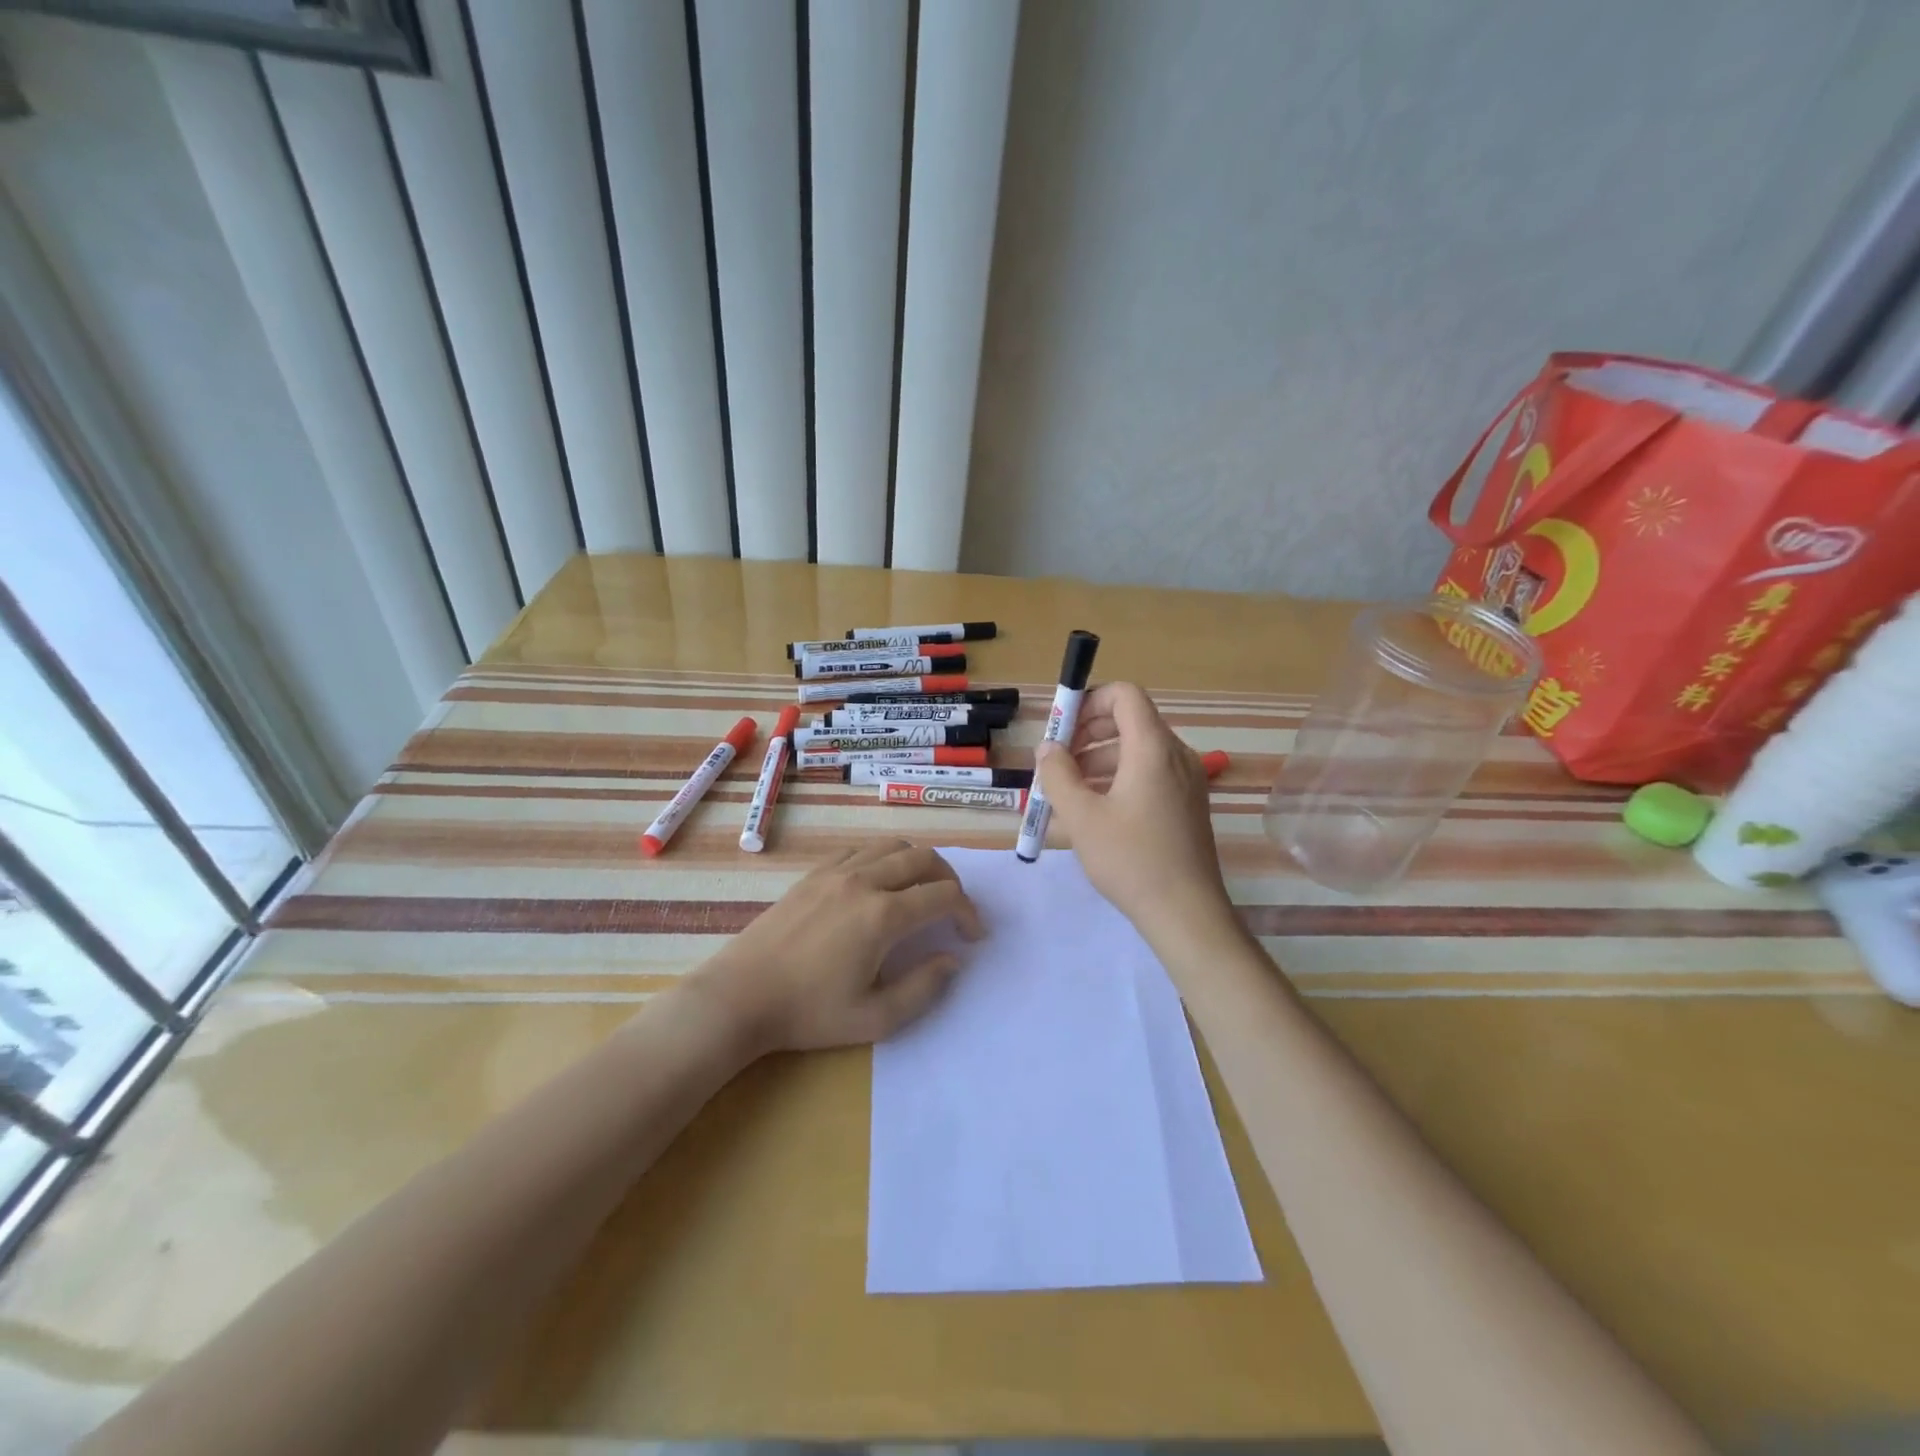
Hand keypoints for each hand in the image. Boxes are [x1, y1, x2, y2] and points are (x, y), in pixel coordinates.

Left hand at [689, 839, 982, 1055]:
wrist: (741, 996)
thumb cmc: (809, 1013)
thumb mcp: (875, 1018)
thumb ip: (924, 988)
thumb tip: (952, 959)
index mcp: (883, 915)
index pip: (944, 896)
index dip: (968, 912)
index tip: (973, 935)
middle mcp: (864, 881)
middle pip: (924, 858)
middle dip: (950, 880)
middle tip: (953, 909)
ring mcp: (836, 871)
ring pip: (893, 845)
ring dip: (918, 863)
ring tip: (921, 892)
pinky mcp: (815, 873)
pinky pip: (861, 849)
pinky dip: (884, 858)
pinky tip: (880, 885)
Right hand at [1037, 682, 1234, 940]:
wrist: (1186, 913)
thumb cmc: (1131, 860)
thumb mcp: (1082, 817)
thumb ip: (1058, 774)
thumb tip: (1047, 747)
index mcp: (1153, 748)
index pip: (1124, 695)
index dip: (1089, 701)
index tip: (1061, 729)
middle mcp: (1175, 754)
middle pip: (1130, 720)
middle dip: (1088, 732)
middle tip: (1057, 760)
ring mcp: (1187, 779)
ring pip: (1138, 749)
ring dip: (1099, 757)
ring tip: (1068, 789)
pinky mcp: (1188, 802)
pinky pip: (1150, 772)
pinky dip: (1119, 776)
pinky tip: (1096, 808)